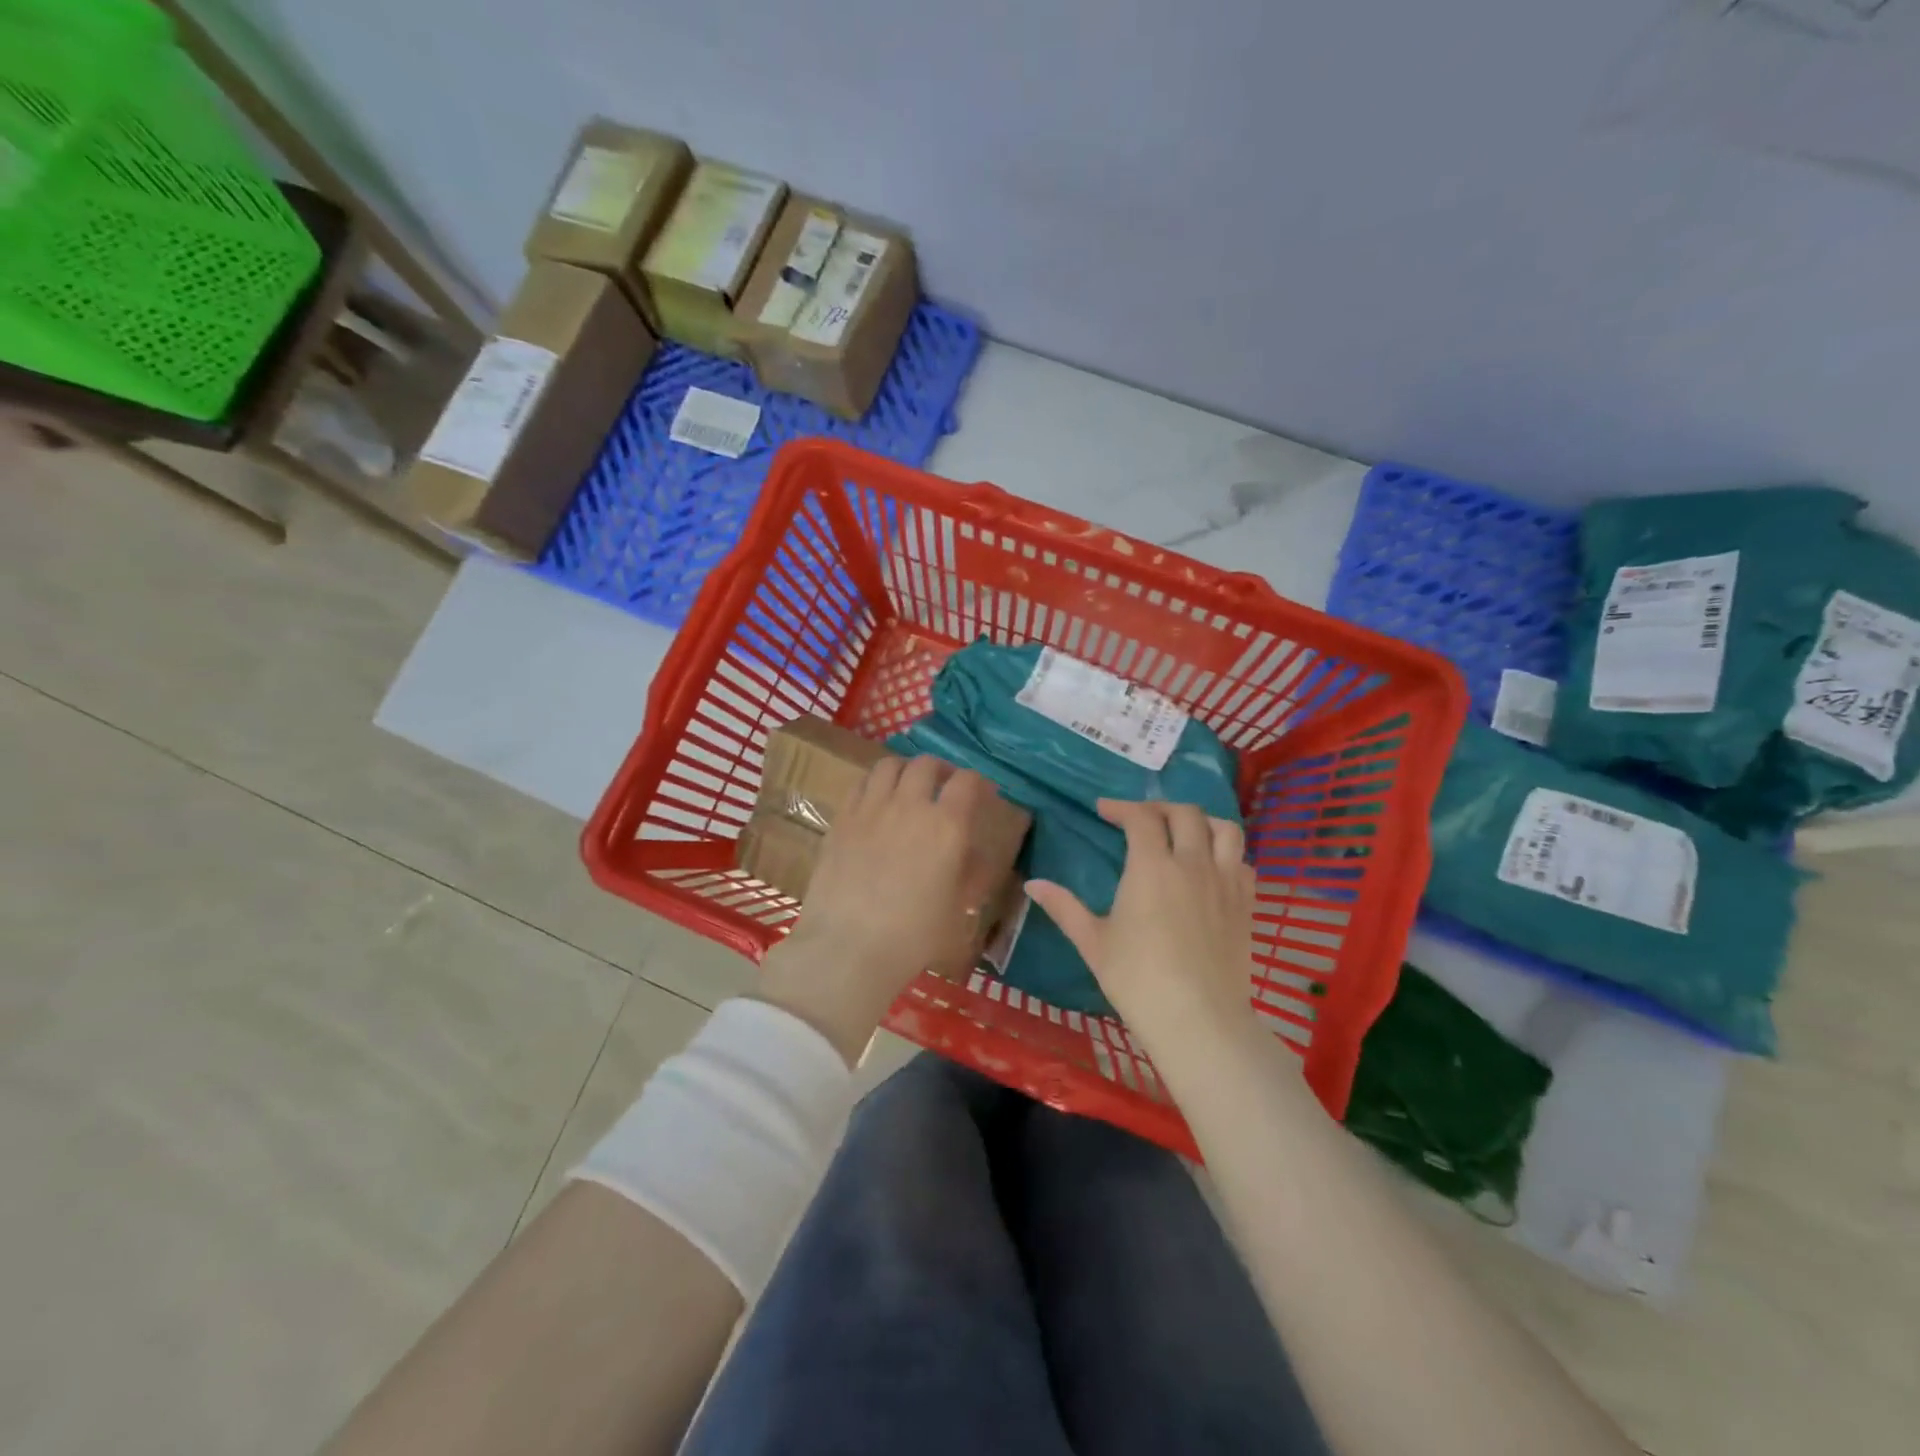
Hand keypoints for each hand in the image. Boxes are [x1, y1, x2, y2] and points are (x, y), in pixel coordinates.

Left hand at [757, 756, 1001, 1063]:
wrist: (849, 945)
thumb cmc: (914, 935)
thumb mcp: (958, 910)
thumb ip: (972, 875)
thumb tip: (976, 855)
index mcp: (947, 825)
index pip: (968, 781)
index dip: (979, 782)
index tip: (983, 794)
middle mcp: (910, 804)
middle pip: (927, 764)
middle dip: (942, 770)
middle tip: (945, 786)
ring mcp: (871, 807)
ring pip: (890, 765)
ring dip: (905, 770)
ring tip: (908, 787)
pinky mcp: (842, 818)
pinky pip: (860, 784)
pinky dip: (875, 784)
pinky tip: (876, 802)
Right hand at [1027, 799, 1262, 1075]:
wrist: (1199, 1020)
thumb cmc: (1138, 980)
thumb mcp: (1093, 942)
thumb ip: (1064, 907)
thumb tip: (1033, 884)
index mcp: (1152, 867)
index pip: (1141, 817)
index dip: (1121, 807)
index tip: (1104, 810)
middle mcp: (1193, 863)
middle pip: (1184, 813)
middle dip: (1159, 807)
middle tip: (1140, 818)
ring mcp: (1226, 882)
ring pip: (1225, 829)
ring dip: (1201, 821)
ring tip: (1184, 831)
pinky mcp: (1247, 904)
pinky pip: (1243, 861)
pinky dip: (1227, 853)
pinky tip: (1212, 867)